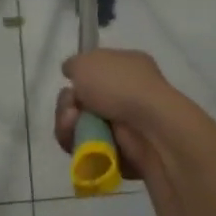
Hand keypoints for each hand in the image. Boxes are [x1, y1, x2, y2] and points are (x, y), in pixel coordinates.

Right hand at [53, 48, 180, 178]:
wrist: (149, 126)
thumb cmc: (120, 86)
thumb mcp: (87, 62)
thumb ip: (74, 64)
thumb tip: (72, 73)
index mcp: (126, 67)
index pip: (95, 72)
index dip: (78, 78)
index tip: (70, 82)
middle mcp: (126, 95)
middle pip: (81, 102)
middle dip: (67, 105)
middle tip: (71, 109)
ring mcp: (123, 125)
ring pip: (79, 127)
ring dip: (68, 125)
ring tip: (73, 124)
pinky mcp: (118, 153)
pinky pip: (86, 150)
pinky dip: (78, 145)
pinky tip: (82, 141)